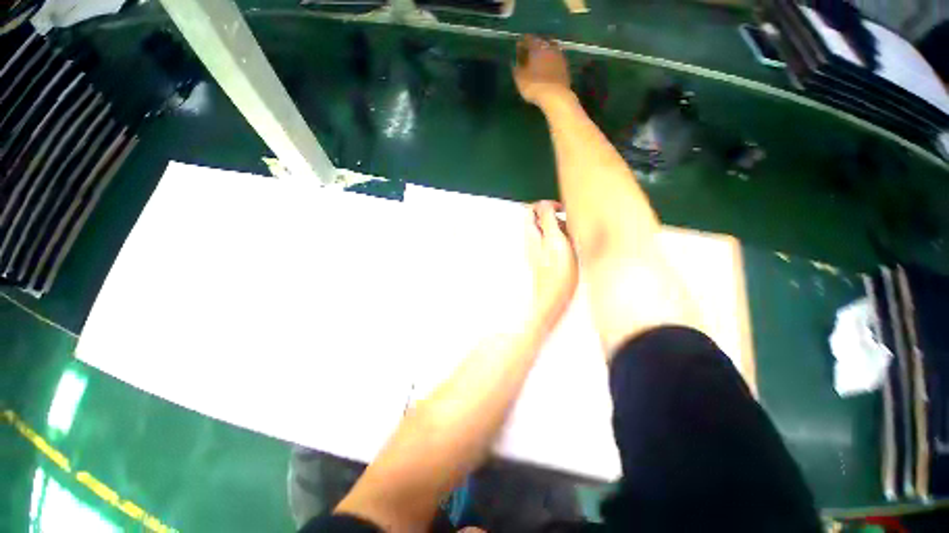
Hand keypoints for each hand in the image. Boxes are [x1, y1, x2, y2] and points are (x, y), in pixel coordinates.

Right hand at [514, 35, 571, 106]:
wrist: (555, 96)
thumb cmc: (534, 86)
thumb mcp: (520, 79)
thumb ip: (516, 69)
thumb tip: (514, 62)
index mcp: (537, 47)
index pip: (528, 39)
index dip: (523, 42)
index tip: (519, 45)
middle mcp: (549, 48)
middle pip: (542, 42)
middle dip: (536, 46)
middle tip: (530, 52)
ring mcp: (559, 56)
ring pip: (551, 49)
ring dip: (545, 53)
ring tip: (540, 60)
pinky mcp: (565, 67)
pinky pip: (557, 60)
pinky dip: (552, 62)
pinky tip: (549, 68)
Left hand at [526, 201, 577, 330]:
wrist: (553, 298)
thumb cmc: (556, 272)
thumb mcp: (554, 240)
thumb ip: (548, 220)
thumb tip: (544, 204)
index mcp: (531, 234)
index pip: (531, 210)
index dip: (546, 206)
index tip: (561, 210)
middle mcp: (532, 241)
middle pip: (540, 220)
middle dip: (556, 219)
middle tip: (568, 229)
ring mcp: (538, 251)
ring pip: (549, 231)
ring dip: (561, 231)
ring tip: (571, 242)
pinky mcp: (546, 259)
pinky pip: (554, 243)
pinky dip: (563, 243)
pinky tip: (570, 252)